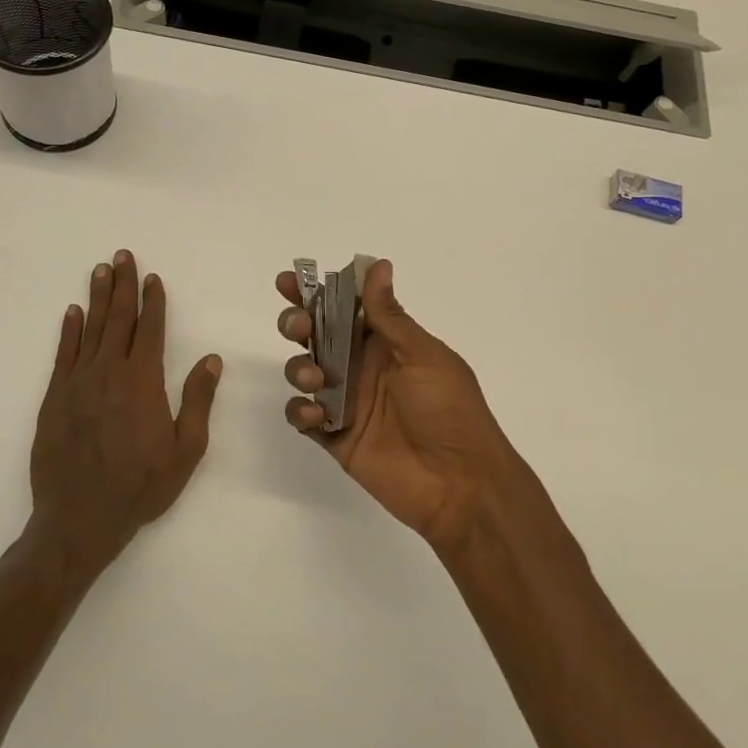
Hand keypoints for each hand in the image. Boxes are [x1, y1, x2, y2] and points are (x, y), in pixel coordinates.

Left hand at [30, 250, 221, 573]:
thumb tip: (211, 358)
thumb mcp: (185, 450)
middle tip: (123, 255)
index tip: (153, 277)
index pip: (149, 329)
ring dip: (97, 298)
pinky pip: (63, 354)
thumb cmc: (140, 487)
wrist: (79, 518)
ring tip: (101, 270)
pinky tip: (73, 312)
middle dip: (123, 285)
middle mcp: (108, 372)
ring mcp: (77, 383)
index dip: (153, 301)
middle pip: (117, 319)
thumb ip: (197, 400)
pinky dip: (69, 330)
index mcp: (143, 382)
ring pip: (90, 329)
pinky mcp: (54, 398)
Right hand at [276, 259, 525, 550]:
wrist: (459, 482)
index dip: (316, 292)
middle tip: (299, 327)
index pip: (346, 307)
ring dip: (298, 366)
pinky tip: (314, 414)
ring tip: (315, 378)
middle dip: (298, 324)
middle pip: (317, 335)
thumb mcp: (423, 356)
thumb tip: (377, 265)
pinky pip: (303, 416)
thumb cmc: (450, 410)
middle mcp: (362, 366)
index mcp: (386, 343)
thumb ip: (390, 316)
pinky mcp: (335, 436)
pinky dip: (300, 410)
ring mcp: (347, 401)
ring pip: (304, 371)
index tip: (288, 280)